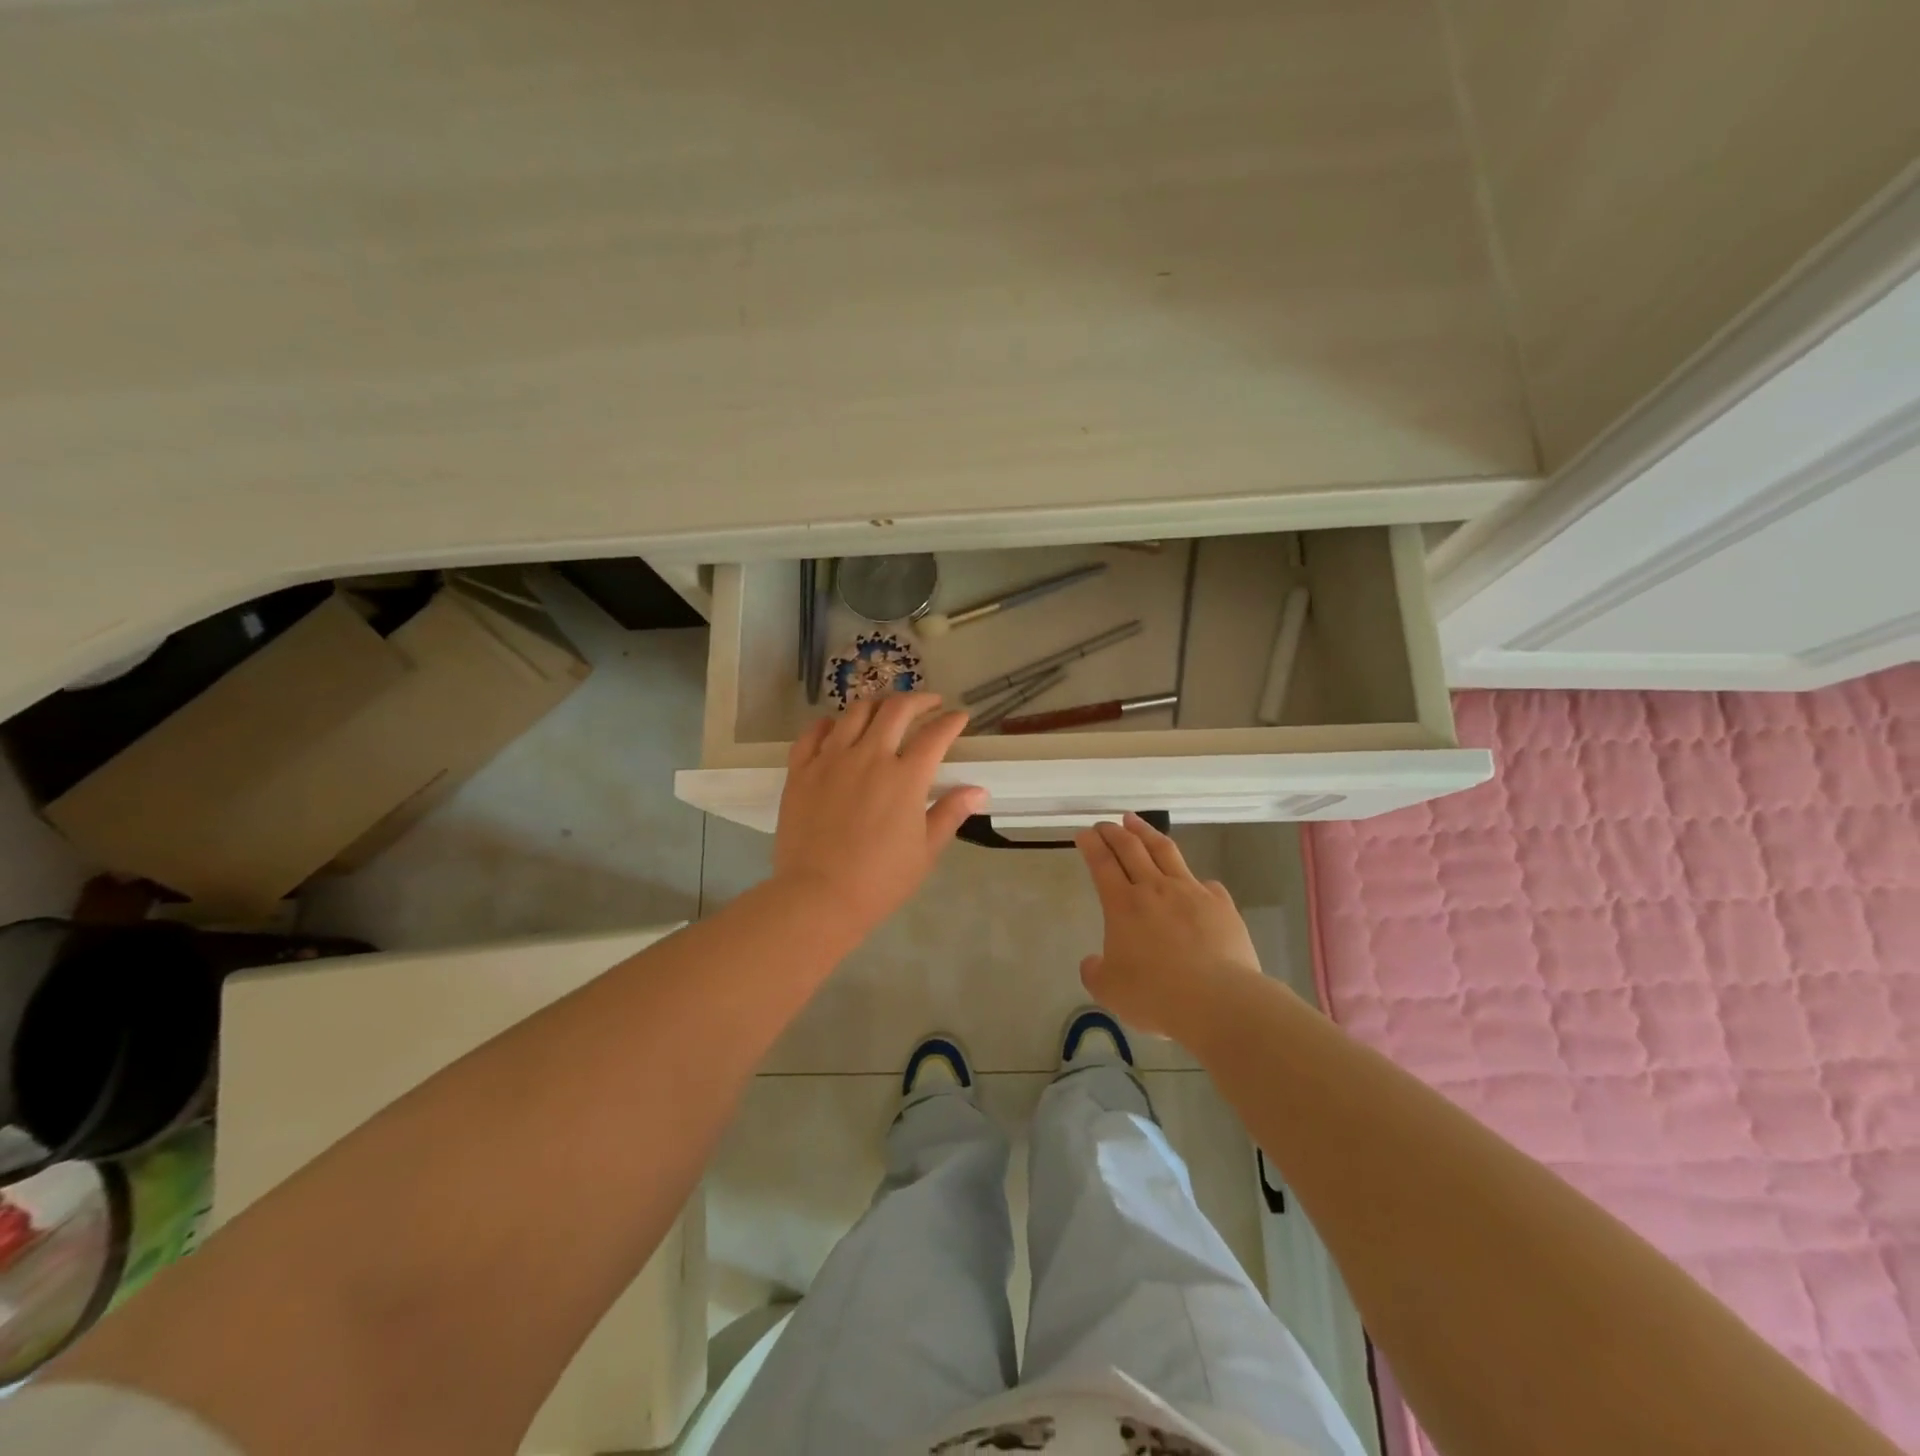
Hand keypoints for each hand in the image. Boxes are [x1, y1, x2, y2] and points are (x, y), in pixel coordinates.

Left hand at [774, 693, 987, 935]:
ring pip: (855, 712)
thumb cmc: (879, 880)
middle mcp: (869, 757)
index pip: (935, 735)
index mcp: (905, 777)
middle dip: (918, 700)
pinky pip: (813, 733)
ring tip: (886, 708)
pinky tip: (836, 727)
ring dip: (877, 703)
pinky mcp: (801, 770)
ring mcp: (831, 760)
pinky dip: (829, 723)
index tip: (959, 717)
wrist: (818, 897)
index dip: (951, 721)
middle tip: (929, 703)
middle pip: (896, 710)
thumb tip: (978, 790)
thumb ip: (950, 813)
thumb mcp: (925, 851)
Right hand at [1074, 813, 1263, 1043]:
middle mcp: (1155, 889)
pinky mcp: (1220, 905)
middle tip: (1104, 823)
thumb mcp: (1109, 991)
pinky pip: (1203, 883)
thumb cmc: (1156, 995)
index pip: (1102, 864)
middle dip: (1114, 832)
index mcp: (1123, 905)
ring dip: (1146, 833)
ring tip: (1135, 821)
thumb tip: (1092, 962)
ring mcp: (1191, 892)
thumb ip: (1095, 972)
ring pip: (1165, 851)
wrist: (1219, 1000)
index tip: (1084, 832)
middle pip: (1131, 848)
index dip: (1091, 845)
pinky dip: (1192, 878)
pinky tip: (1193, 882)